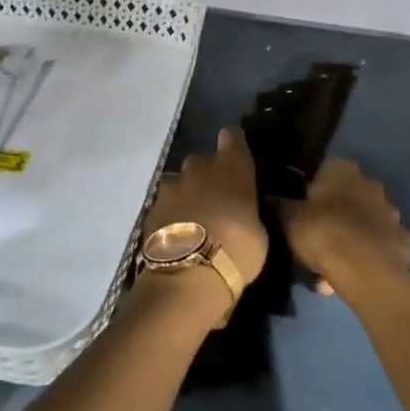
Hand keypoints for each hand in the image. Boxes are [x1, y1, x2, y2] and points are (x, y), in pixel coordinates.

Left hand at [143, 128, 268, 295]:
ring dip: (186, 193)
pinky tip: (177, 233)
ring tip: (194, 218)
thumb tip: (243, 210)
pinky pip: (165, 203)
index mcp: (232, 167)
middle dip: (208, 174)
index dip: (233, 144)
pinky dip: (171, 213)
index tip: (236, 155)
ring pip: (180, 181)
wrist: (188, 274)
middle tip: (216, 199)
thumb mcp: (258, 232)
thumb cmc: (237, 250)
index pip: (232, 136)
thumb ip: (248, 211)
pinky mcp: (151, 207)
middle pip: (203, 160)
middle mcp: (199, 167)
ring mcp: (171, 186)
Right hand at [280, 158, 409, 294]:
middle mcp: (371, 184)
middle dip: (334, 216)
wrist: (366, 271)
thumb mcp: (288, 219)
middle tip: (315, 241)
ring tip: (331, 267)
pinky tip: (355, 273)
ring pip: (365, 223)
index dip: (311, 191)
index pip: (324, 171)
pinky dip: (370, 255)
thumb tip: (269, 197)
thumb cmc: (323, 233)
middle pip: (347, 198)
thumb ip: (279, 205)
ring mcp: (392, 213)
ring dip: (351, 238)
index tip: (301, 211)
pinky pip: (381, 246)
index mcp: (343, 170)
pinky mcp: (404, 241)